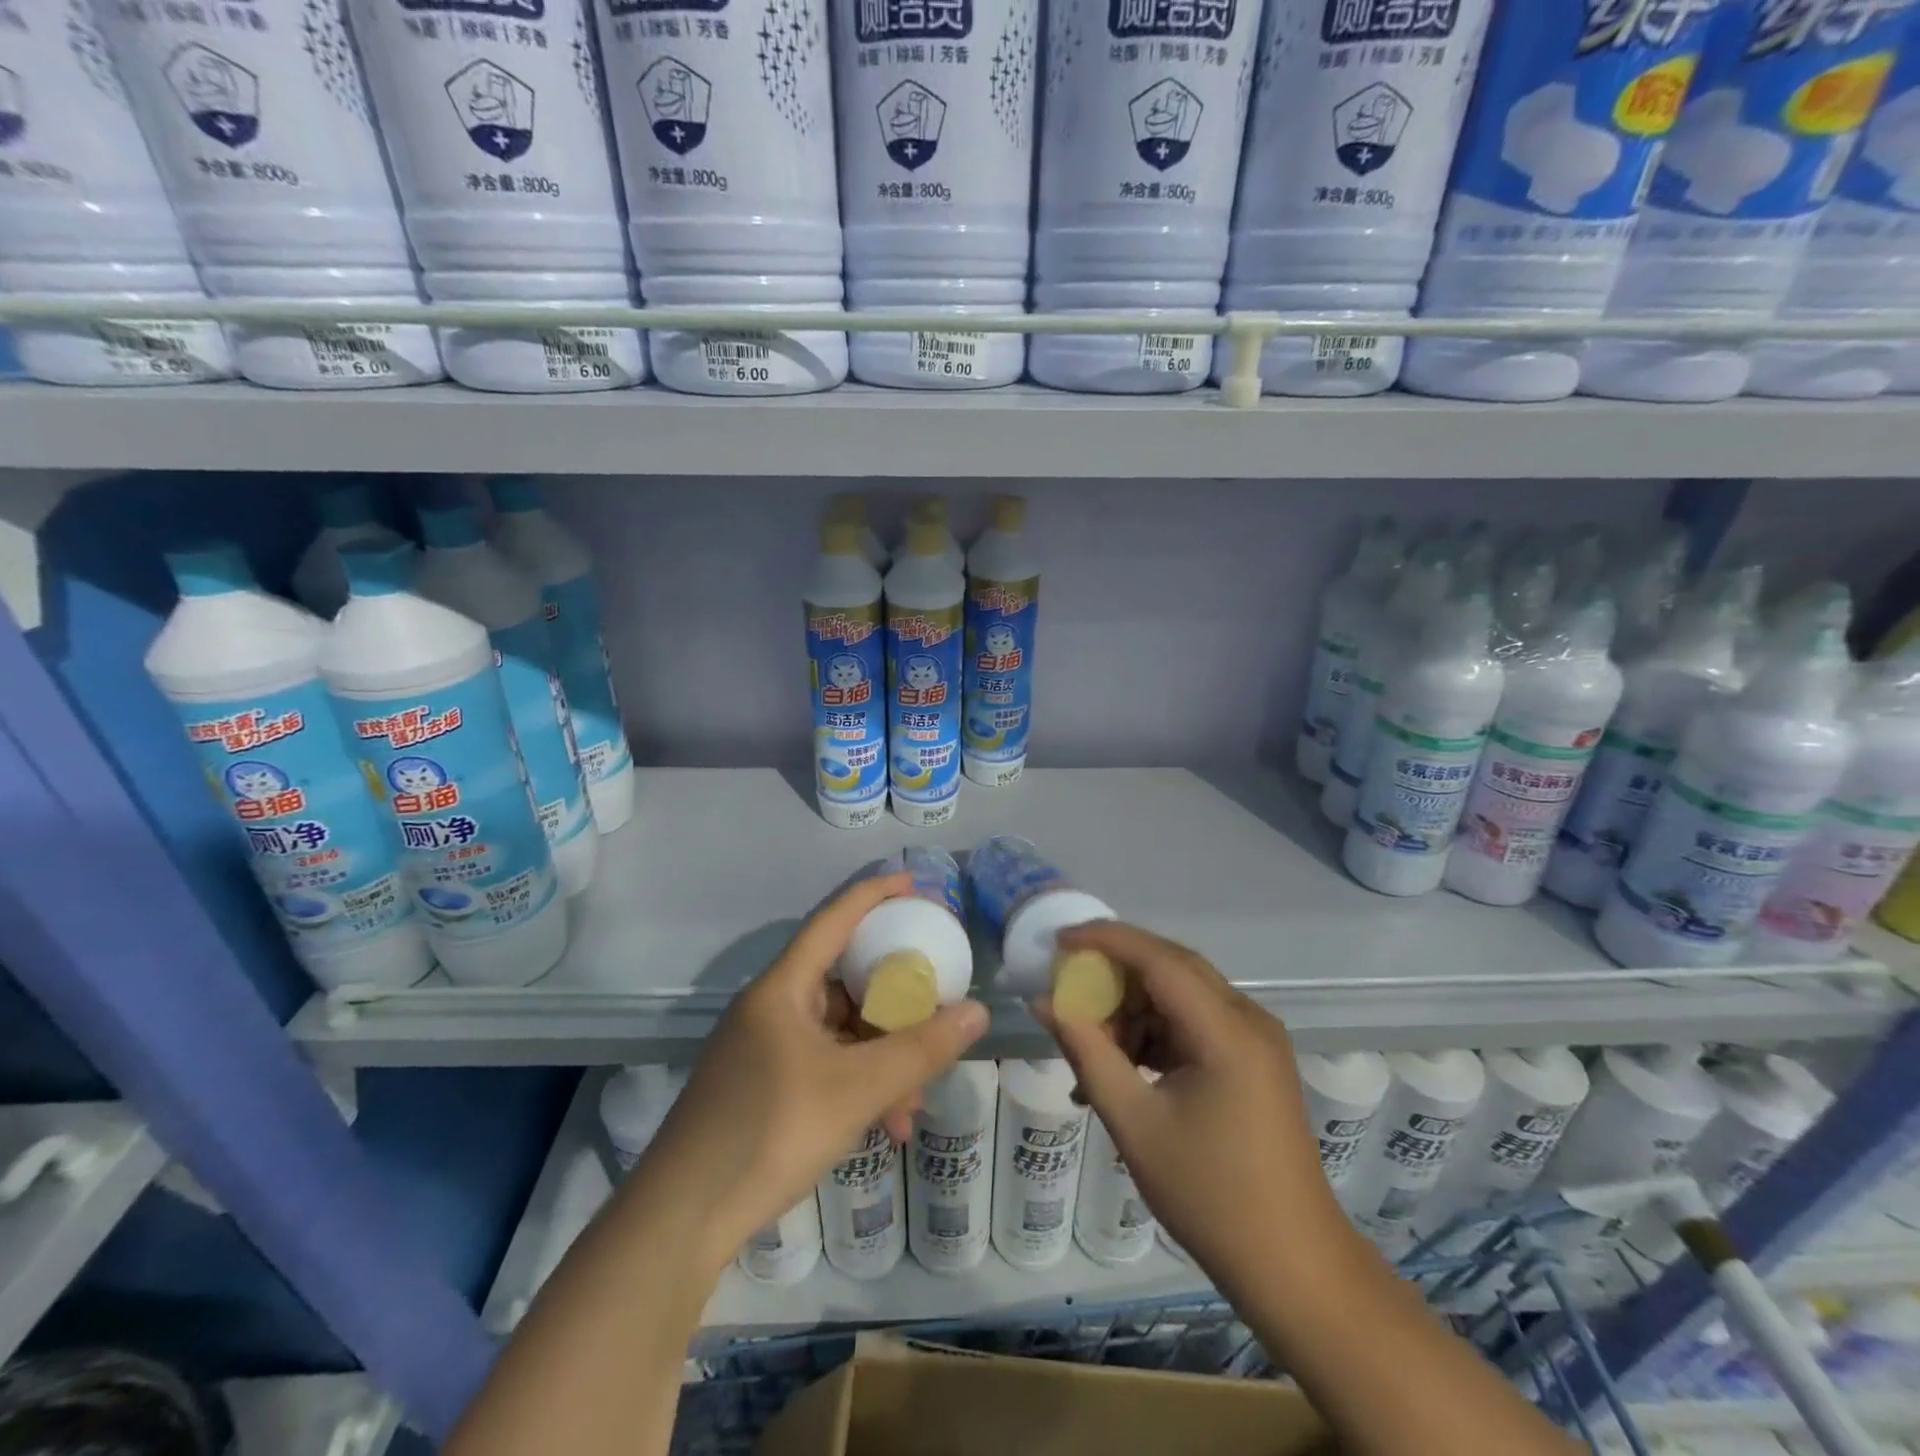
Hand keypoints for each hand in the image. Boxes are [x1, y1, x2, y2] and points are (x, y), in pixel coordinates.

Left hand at [634, 873, 989, 1275]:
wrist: (682, 1219)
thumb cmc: (770, 1131)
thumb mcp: (858, 1089)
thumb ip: (921, 1050)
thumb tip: (977, 1012)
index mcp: (783, 988)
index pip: (834, 919)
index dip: (874, 895)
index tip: (914, 884)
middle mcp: (771, 1007)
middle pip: (843, 981)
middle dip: (893, 1001)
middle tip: (934, 1005)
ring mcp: (763, 1048)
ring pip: (838, 1032)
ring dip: (880, 1057)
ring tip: (915, 1099)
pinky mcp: (761, 1085)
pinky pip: (823, 1064)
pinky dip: (857, 1084)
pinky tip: (886, 1125)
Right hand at [1035, 921, 1356, 1286]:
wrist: (1293, 1265)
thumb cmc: (1210, 1195)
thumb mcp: (1134, 1122)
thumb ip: (1086, 1051)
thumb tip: (1044, 1002)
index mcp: (1227, 1030)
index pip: (1158, 958)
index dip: (1105, 940)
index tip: (1058, 941)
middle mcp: (1248, 1019)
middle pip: (1171, 967)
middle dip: (1115, 971)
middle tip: (1067, 986)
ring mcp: (1255, 1038)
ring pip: (1180, 994)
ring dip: (1132, 1008)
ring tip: (1092, 1049)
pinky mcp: (1253, 1059)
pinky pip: (1194, 1022)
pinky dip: (1155, 1033)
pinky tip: (1124, 1068)